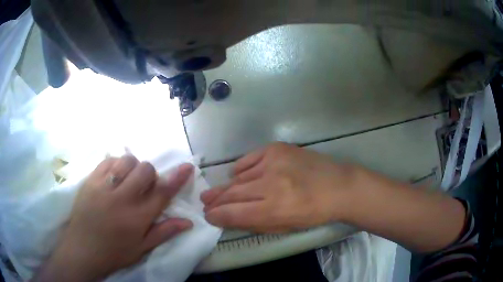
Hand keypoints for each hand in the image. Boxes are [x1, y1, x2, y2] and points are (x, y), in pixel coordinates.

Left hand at [34, 155, 193, 281]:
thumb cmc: (114, 252)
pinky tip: (115, 176)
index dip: (177, 177)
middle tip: (144, 187)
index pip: (162, 193)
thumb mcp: (142, 248)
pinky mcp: (90, 180)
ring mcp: (103, 187)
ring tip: (128, 180)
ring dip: (133, 167)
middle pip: (145, 170)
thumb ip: (164, 232)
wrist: (82, 249)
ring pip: (126, 160)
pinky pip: (108, 160)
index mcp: (137, 218)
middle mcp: (121, 199)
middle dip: (151, 174)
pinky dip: (116, 164)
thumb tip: (188, 222)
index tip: (187, 166)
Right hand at [201, 143, 358, 232]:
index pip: (234, 213)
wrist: (339, 186)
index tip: (207, 216)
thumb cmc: (314, 213)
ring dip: (226, 186)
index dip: (217, 215)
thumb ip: (254, 223)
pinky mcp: (277, 149)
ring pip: (239, 177)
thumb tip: (228, 218)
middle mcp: (271, 184)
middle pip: (233, 193)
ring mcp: (274, 162)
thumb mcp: (285, 227)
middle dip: (215, 200)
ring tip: (216, 192)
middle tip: (204, 202)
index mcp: (274, 209)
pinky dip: (241, 169)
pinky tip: (237, 175)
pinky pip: (249, 159)